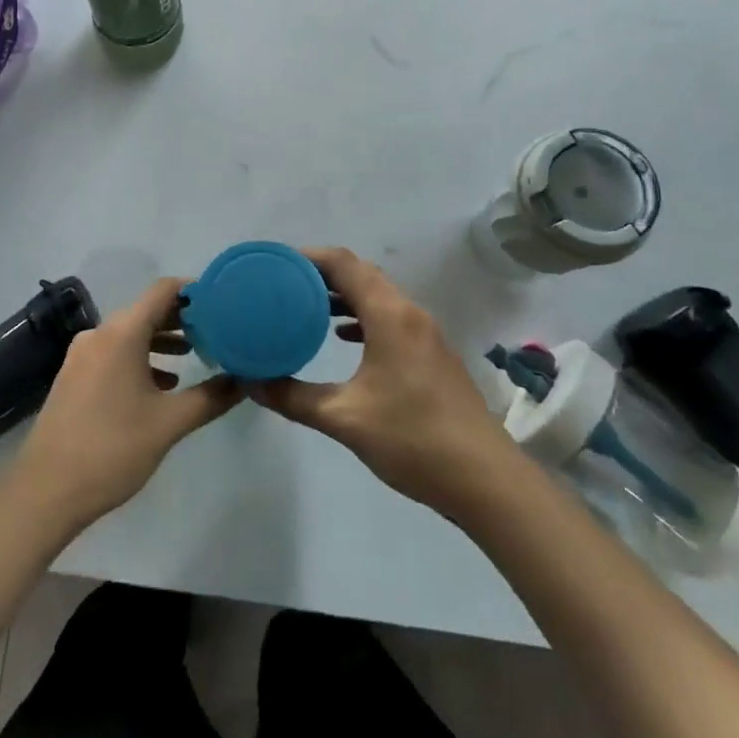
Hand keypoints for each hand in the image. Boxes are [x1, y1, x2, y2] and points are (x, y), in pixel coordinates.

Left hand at [9, 278, 242, 529]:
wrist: (46, 490)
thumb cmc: (112, 449)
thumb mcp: (169, 424)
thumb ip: (210, 398)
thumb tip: (244, 380)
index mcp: (122, 333)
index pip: (163, 291)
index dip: (193, 291)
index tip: (221, 302)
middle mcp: (100, 333)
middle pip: (146, 310)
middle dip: (181, 318)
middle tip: (215, 330)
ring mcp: (82, 354)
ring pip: (129, 333)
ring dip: (161, 339)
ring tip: (193, 355)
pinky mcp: (74, 375)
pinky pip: (114, 351)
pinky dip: (139, 357)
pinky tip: (160, 383)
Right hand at [251, 247, 514, 518]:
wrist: (487, 480)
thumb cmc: (413, 440)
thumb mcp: (345, 419)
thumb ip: (294, 397)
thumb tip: (251, 384)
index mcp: (390, 315)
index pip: (345, 264)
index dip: (310, 256)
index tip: (278, 263)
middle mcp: (410, 313)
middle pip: (363, 274)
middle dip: (324, 274)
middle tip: (286, 284)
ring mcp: (426, 334)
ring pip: (379, 296)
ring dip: (345, 295)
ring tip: (307, 306)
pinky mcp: (434, 355)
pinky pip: (392, 317)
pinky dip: (364, 316)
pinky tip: (344, 337)